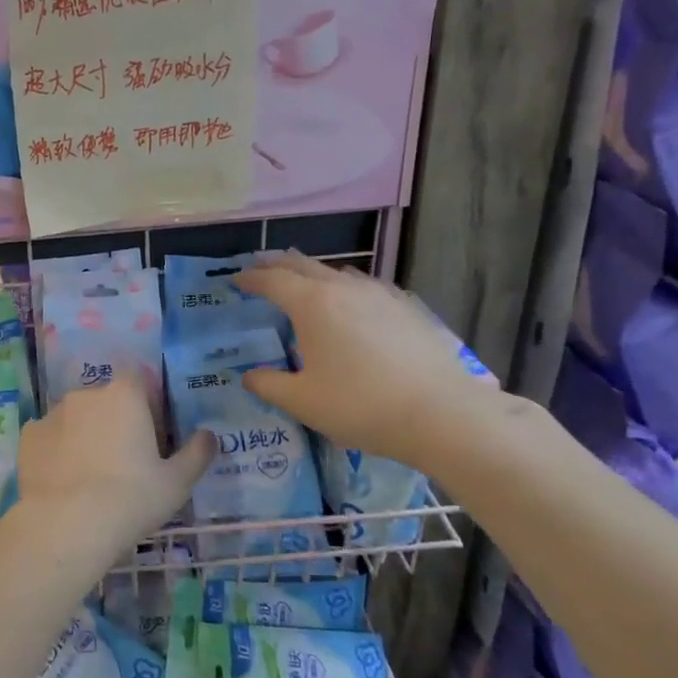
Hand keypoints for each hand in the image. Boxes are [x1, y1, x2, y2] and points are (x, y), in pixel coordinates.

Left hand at [16, 375, 214, 557]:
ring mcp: (52, 413)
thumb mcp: (177, 482)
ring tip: (90, 474)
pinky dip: (57, 450)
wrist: (67, 524)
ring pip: (75, 417)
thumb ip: (196, 453)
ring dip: (84, 434)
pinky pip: (49, 437)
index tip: (151, 432)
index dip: (146, 401)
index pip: (138, 379)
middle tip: (123, 460)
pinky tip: (64, 479)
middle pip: (105, 399)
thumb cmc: (131, 499)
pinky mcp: (28, 436)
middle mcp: (86, 394)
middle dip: (114, 420)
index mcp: (124, 395)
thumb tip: (209, 435)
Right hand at [238, 253, 498, 471]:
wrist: (441, 413)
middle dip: (278, 265)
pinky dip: (345, 286)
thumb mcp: (301, 401)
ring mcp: (380, 295)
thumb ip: (268, 384)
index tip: (236, 280)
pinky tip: (352, 301)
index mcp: (312, 305)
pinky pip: (365, 286)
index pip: (272, 281)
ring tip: (303, 281)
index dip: (251, 278)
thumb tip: (249, 375)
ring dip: (312, 273)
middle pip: (303, 265)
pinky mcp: (407, 308)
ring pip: (337, 273)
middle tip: (261, 268)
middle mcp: (344, 289)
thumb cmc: (359, 405)